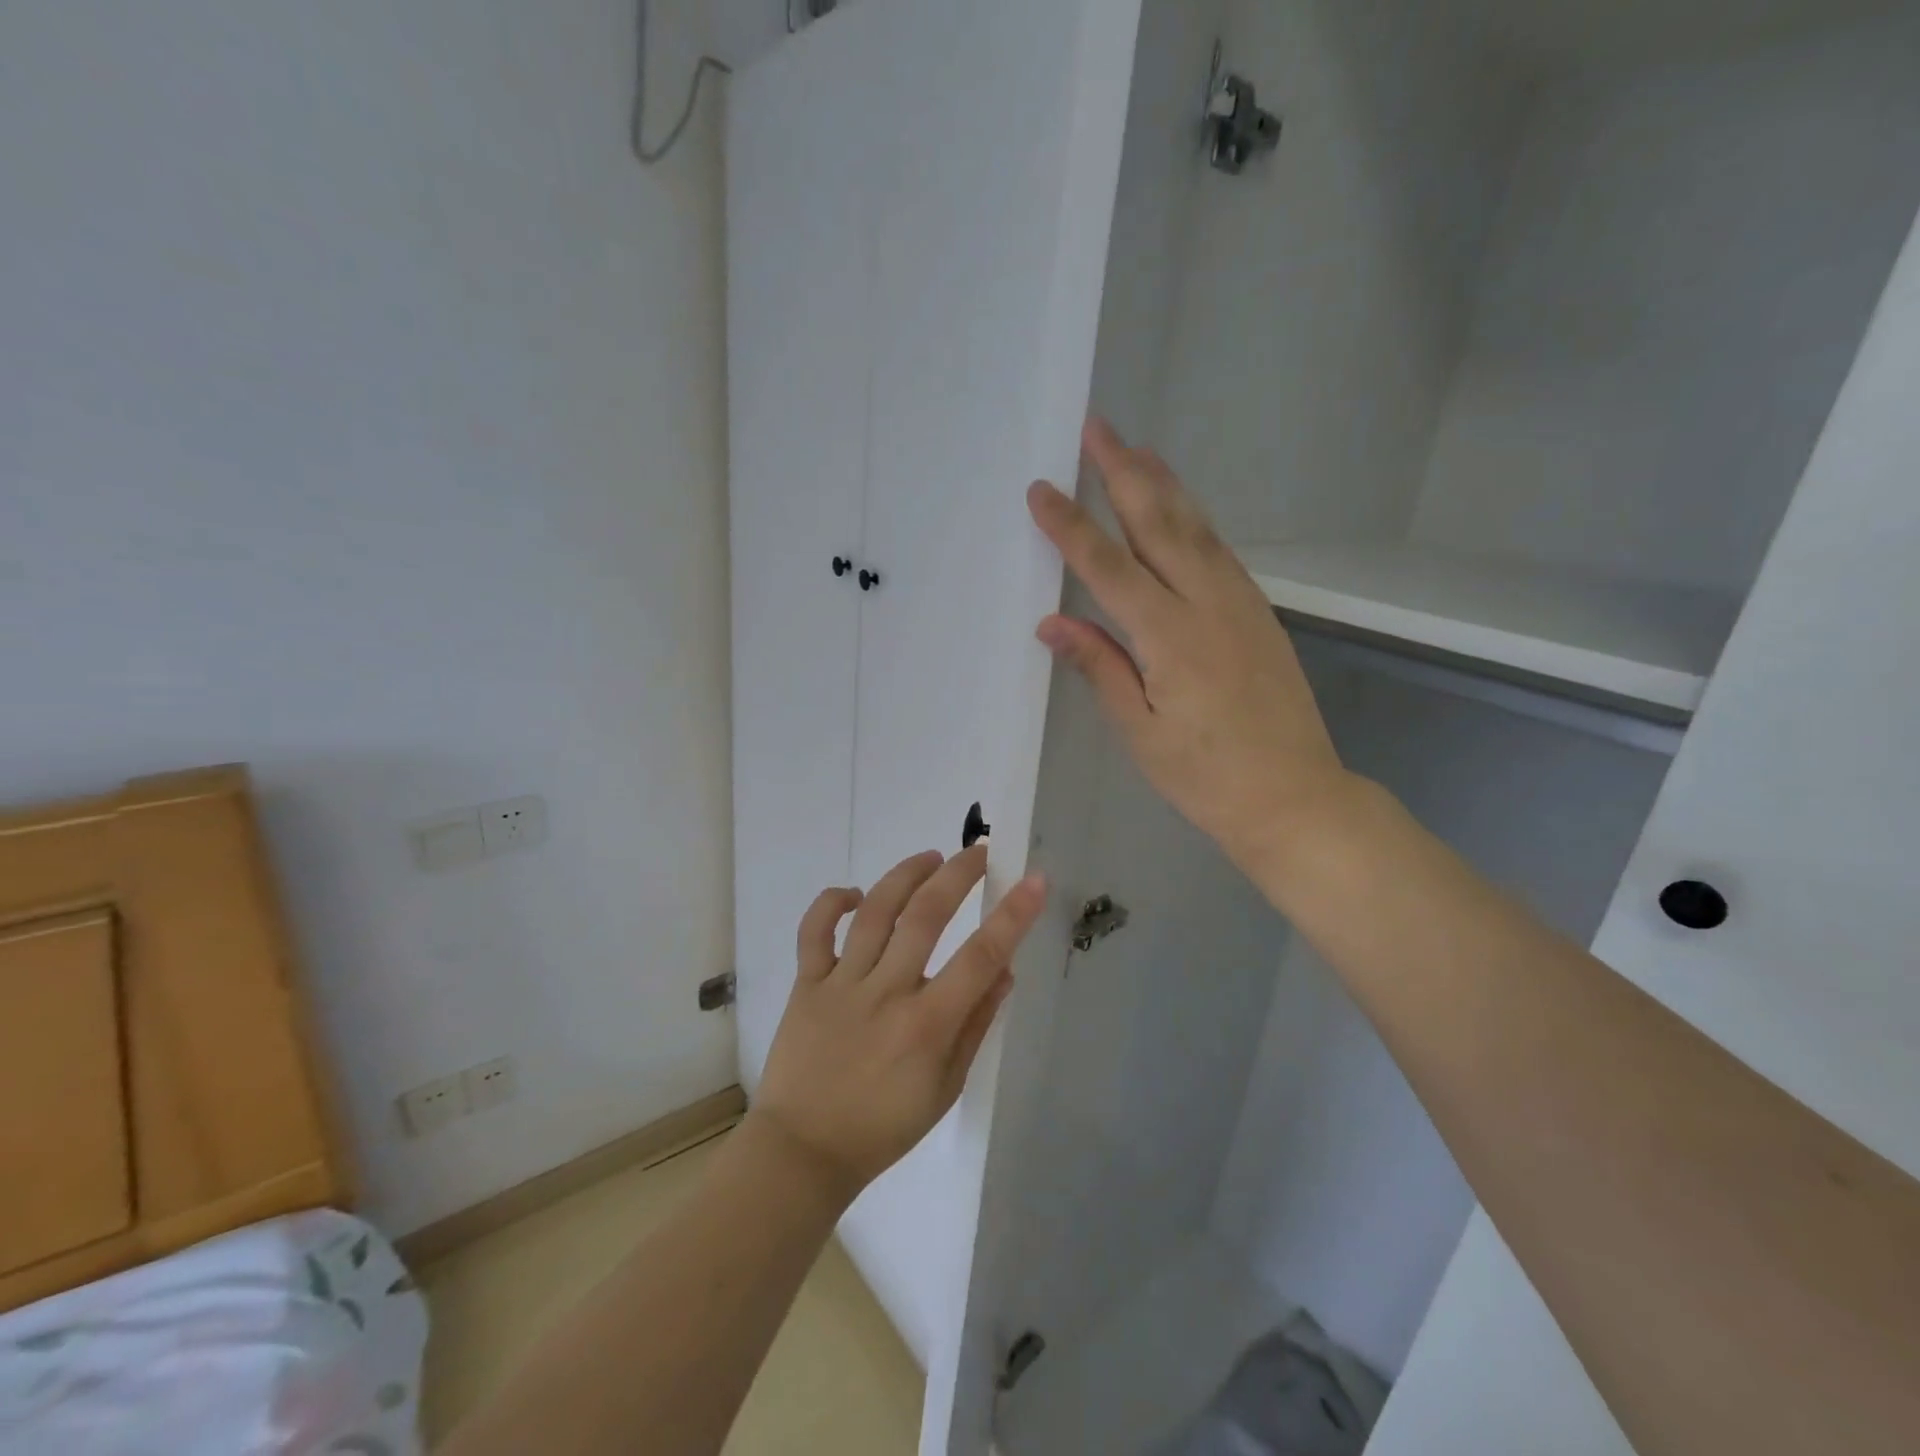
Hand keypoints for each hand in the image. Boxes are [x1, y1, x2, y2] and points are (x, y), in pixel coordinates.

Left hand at [751, 846, 1047, 1207]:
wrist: (803, 1152)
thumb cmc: (883, 1127)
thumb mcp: (946, 1087)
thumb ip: (976, 1025)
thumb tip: (1005, 970)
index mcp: (927, 1024)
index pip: (981, 956)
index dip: (1013, 914)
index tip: (1034, 880)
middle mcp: (887, 993)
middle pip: (925, 916)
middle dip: (957, 875)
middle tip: (977, 852)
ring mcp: (842, 984)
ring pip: (875, 912)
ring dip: (906, 875)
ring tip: (930, 857)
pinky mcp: (806, 984)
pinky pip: (814, 931)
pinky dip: (833, 903)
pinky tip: (856, 894)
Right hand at [1027, 418, 1354, 877]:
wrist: (1295, 797)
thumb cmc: (1206, 777)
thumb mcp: (1141, 732)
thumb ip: (1100, 668)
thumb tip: (1052, 623)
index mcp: (1170, 638)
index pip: (1108, 568)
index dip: (1071, 527)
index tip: (1041, 490)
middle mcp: (1208, 605)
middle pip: (1159, 524)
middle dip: (1124, 473)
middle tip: (1098, 428)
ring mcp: (1240, 603)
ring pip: (1196, 527)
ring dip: (1163, 483)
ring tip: (1137, 449)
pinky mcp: (1258, 613)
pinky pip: (1218, 550)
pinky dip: (1193, 518)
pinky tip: (1179, 508)